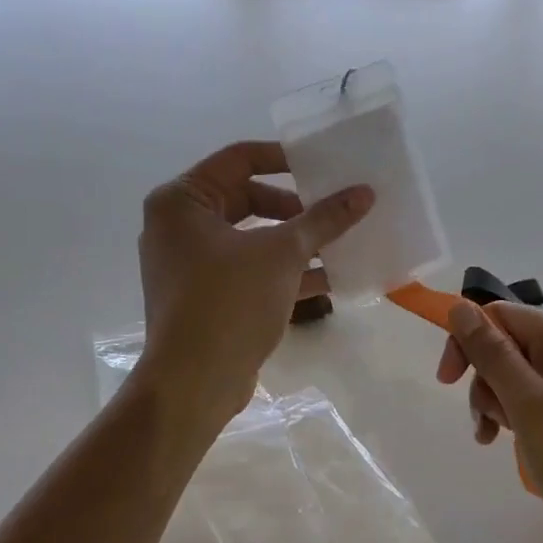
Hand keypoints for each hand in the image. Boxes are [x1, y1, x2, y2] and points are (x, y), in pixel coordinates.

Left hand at [137, 141, 372, 418]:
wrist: (193, 384)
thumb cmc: (229, 302)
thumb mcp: (282, 254)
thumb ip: (324, 219)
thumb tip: (364, 192)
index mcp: (182, 201)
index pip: (239, 159)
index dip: (285, 159)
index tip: (324, 167)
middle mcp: (179, 226)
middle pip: (246, 198)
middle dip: (295, 207)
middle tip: (333, 209)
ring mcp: (190, 265)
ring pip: (251, 238)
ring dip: (295, 241)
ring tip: (341, 242)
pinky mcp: (205, 297)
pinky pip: (249, 270)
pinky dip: (283, 271)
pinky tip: (329, 279)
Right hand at [438, 301, 542, 542]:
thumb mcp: (531, 409)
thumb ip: (493, 355)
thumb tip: (459, 307)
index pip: (501, 316)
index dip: (467, 343)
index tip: (447, 385)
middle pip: (513, 347)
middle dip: (488, 384)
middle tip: (488, 429)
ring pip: (527, 380)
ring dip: (506, 408)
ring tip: (510, 447)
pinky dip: (530, 424)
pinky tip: (532, 453)